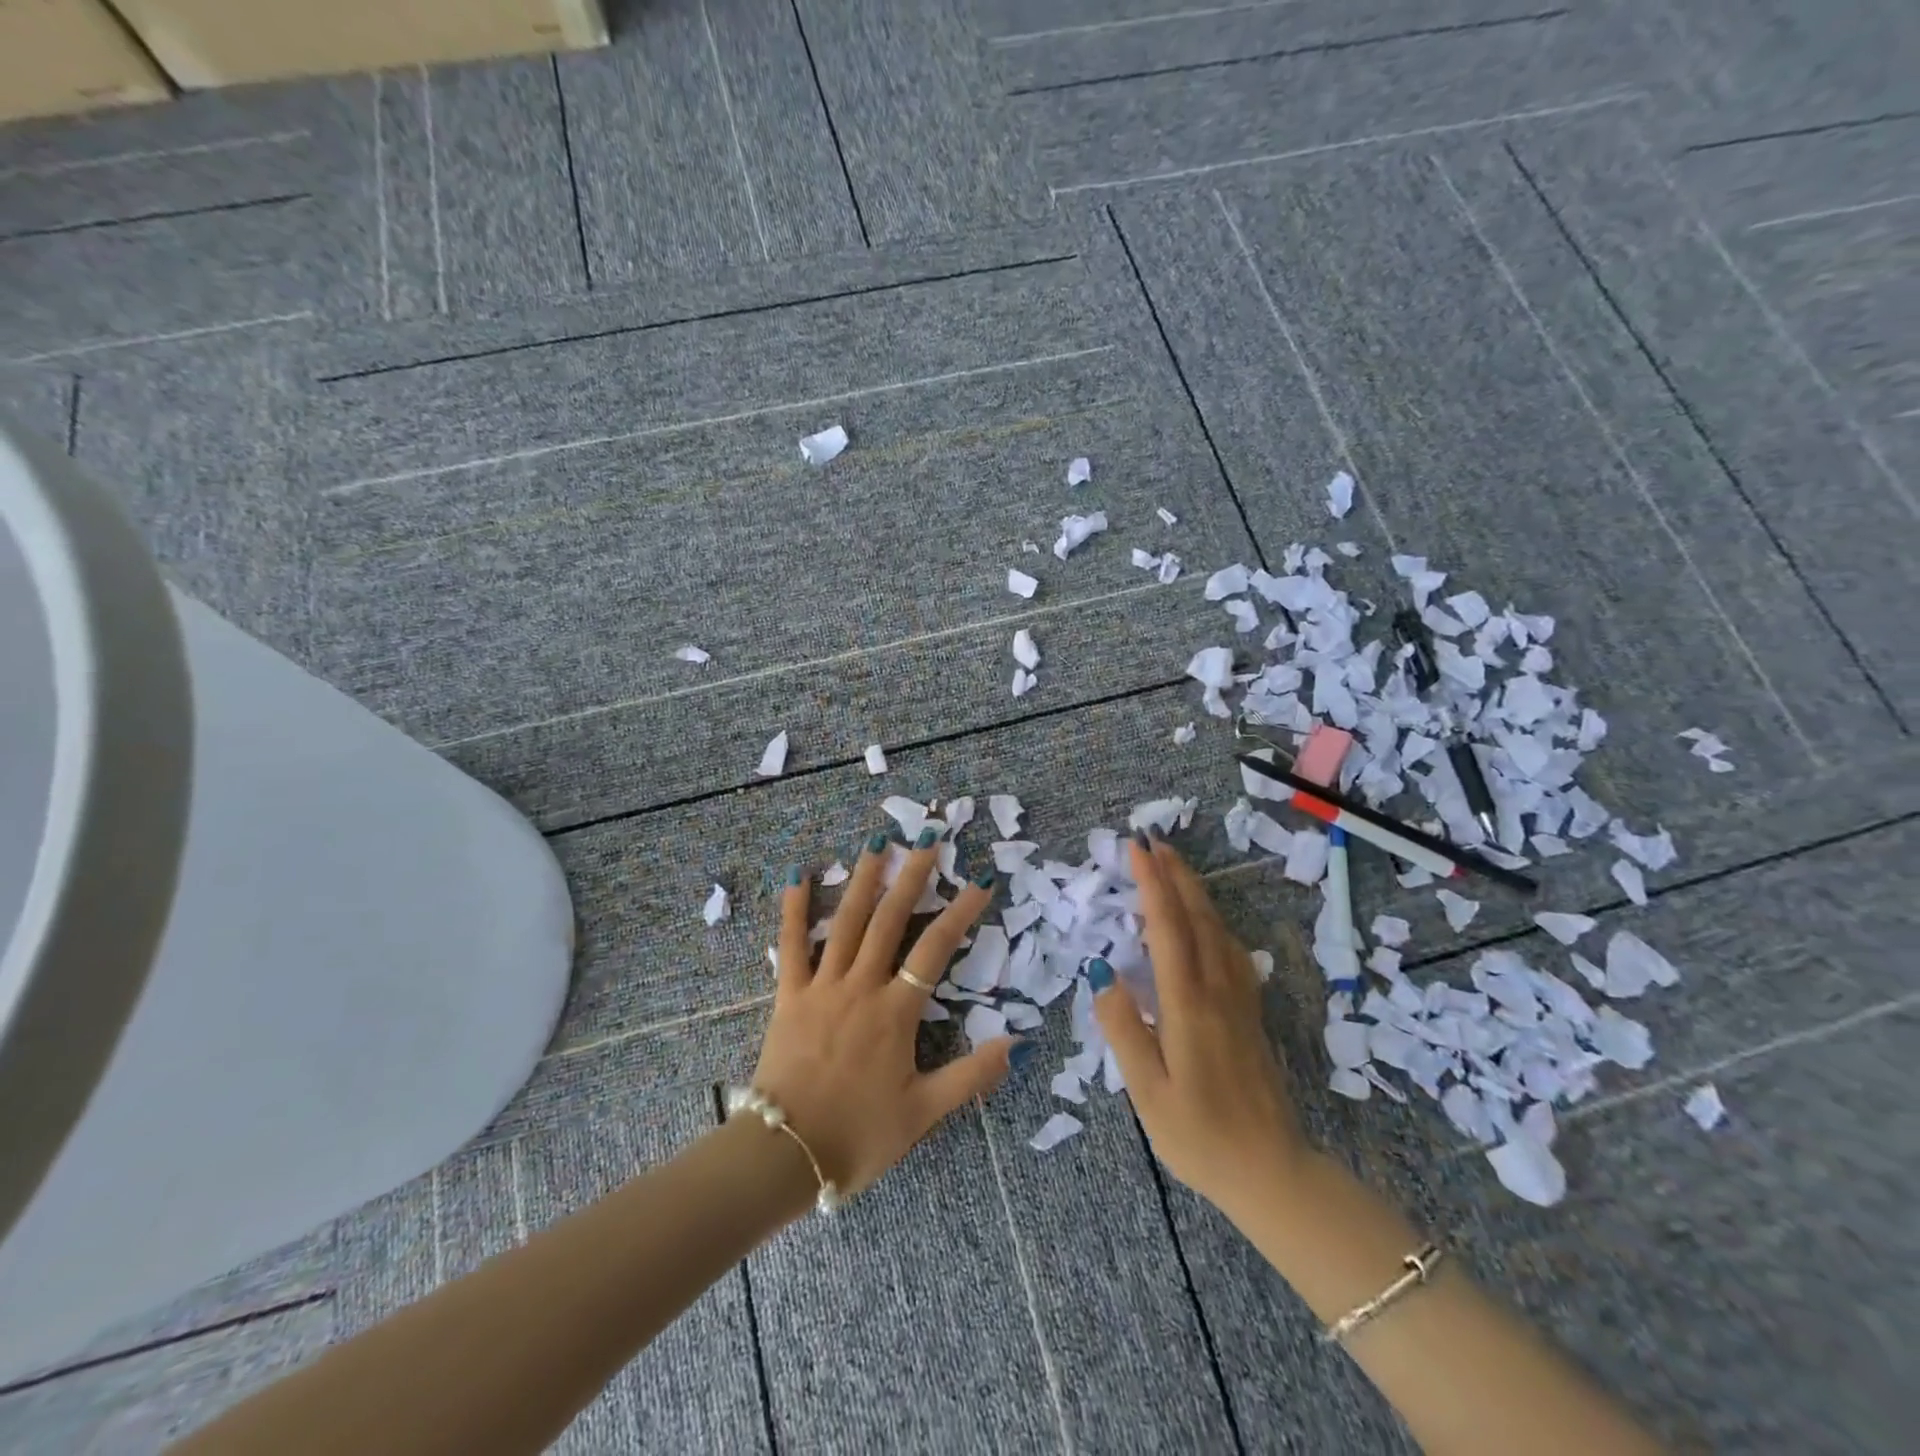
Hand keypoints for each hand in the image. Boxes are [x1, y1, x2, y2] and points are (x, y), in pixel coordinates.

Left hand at [750, 831, 1022, 1197]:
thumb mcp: (924, 1113)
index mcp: (895, 1012)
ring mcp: (822, 987)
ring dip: (863, 879)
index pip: (935, 949)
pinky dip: (794, 909)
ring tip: (878, 842)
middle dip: (913, 876)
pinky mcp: (788, 996)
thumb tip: (1017, 1044)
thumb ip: (971, 1076)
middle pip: (891, 920)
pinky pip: (790, 946)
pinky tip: (797, 875)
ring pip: (846, 922)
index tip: (980, 880)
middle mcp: (861, 987)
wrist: (784, 1155)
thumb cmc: (858, 1136)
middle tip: (929, 838)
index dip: (962, 911)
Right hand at [1093, 834, 1307, 1214]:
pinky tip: (1207, 923)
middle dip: (1175, 875)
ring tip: (1174, 868)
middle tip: (1154, 842)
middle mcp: (1218, 990)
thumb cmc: (1200, 1136)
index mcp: (1188, 1004)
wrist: (1273, 1173)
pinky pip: (1231, 950)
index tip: (1136, 849)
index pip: (1167, 927)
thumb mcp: (1147, 1092)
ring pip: (1218, 930)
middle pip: (1197, 917)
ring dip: (1195, 892)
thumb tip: (1103, 973)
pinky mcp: (1250, 1014)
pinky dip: (1213, 921)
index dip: (1151, 884)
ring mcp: (1240, 1000)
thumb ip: (1122, 1029)